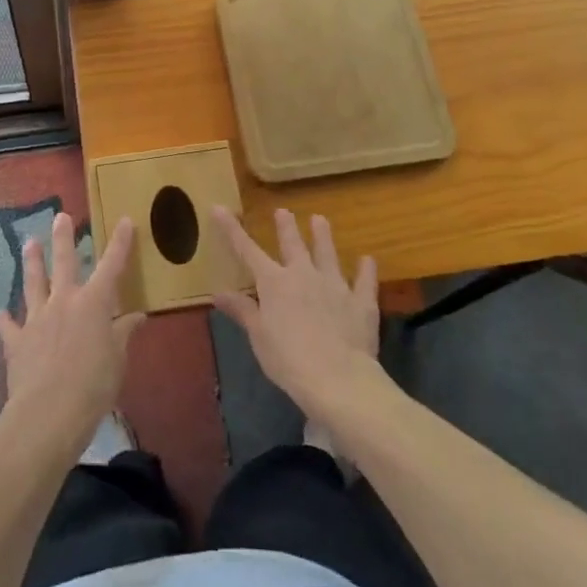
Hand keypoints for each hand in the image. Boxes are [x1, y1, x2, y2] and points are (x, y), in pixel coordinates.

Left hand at [0, 211, 143, 460]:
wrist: (48, 413)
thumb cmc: (93, 386)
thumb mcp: (118, 360)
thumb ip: (124, 334)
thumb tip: (137, 316)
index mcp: (94, 303)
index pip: (112, 265)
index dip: (120, 243)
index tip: (125, 220)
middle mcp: (64, 302)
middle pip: (64, 262)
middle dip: (63, 238)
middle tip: (60, 216)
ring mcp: (37, 319)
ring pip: (33, 283)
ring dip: (32, 263)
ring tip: (29, 243)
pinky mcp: (16, 341)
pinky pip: (8, 326)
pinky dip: (4, 320)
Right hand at [213, 208, 379, 422]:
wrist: (338, 378)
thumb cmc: (288, 359)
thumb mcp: (258, 336)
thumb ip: (242, 310)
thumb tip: (218, 293)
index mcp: (274, 282)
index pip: (247, 250)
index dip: (231, 229)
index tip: (219, 207)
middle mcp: (304, 275)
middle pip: (293, 245)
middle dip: (286, 227)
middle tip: (283, 210)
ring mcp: (335, 285)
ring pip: (328, 254)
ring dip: (323, 236)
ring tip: (320, 219)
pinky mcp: (361, 302)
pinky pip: (364, 281)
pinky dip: (366, 270)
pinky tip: (368, 260)